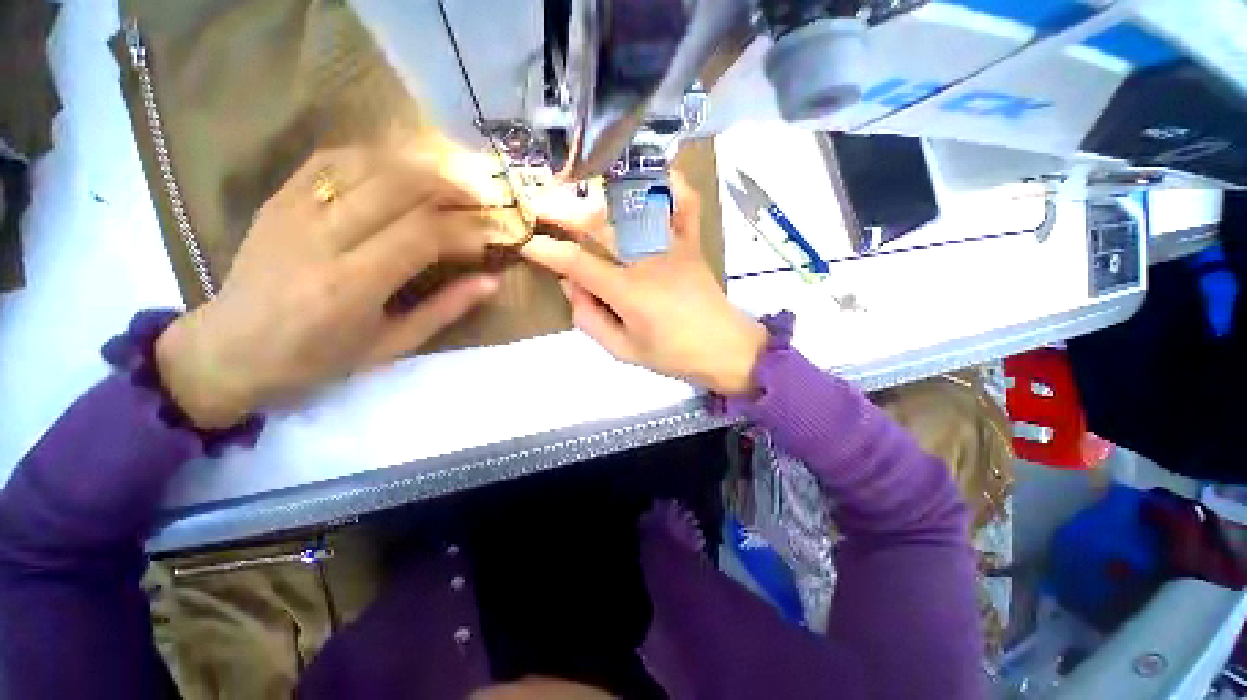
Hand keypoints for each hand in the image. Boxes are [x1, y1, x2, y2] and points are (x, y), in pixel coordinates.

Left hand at [155, 148, 501, 428]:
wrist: (231, 349)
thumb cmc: (320, 359)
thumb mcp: (393, 345)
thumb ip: (445, 309)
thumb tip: (492, 282)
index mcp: (352, 285)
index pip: (422, 234)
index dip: (465, 229)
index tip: (490, 236)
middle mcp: (321, 238)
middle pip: (397, 187)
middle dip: (449, 188)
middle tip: (478, 199)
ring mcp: (294, 211)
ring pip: (367, 164)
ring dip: (418, 168)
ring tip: (448, 182)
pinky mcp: (278, 199)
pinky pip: (330, 159)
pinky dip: (373, 157)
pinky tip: (398, 169)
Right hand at [523, 175, 766, 395]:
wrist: (725, 348)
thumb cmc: (673, 355)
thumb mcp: (623, 350)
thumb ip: (590, 320)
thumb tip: (571, 286)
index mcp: (628, 291)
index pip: (577, 263)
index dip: (546, 251)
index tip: (526, 243)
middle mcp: (648, 259)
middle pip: (599, 224)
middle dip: (563, 211)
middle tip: (540, 205)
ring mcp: (672, 245)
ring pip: (635, 206)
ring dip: (603, 192)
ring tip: (580, 186)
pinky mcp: (691, 242)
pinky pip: (684, 203)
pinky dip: (670, 184)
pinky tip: (651, 176)